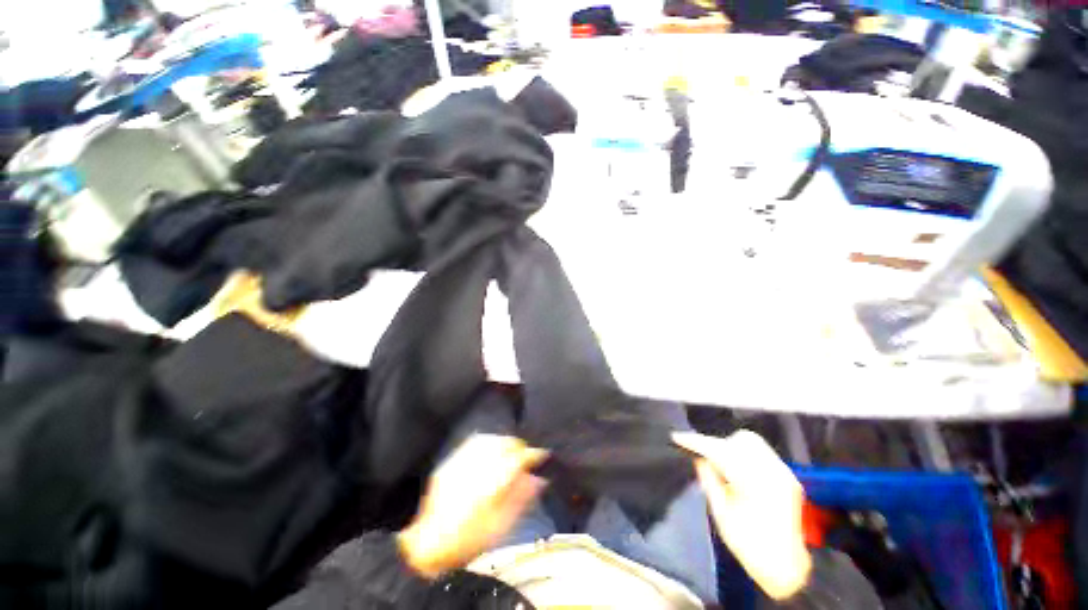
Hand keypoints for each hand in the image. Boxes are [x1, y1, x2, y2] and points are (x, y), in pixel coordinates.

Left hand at [397, 434, 548, 578]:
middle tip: (526, 457)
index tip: (540, 457)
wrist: (428, 545)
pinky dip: (488, 443)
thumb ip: (521, 498)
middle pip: (503, 444)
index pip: (517, 459)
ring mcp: (461, 462)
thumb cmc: (469, 540)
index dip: (532, 455)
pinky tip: (491, 449)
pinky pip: (474, 443)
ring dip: (504, 443)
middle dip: (518, 447)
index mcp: (489, 485)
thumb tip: (538, 479)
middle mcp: (475, 468)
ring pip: (489, 440)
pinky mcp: (451, 462)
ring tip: (510, 452)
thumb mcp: (500, 526)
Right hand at [673, 430, 810, 599]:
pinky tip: (739, 472)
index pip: (719, 450)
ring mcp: (784, 473)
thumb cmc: (749, 545)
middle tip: (706, 458)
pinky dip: (745, 456)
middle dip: (719, 445)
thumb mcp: (721, 514)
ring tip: (723, 466)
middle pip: (740, 440)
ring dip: (733, 448)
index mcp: (754, 483)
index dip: (696, 442)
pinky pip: (762, 453)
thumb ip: (709, 481)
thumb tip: (699, 458)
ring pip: (753, 443)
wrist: (786, 568)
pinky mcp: (789, 476)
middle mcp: (773, 472)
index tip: (678, 438)